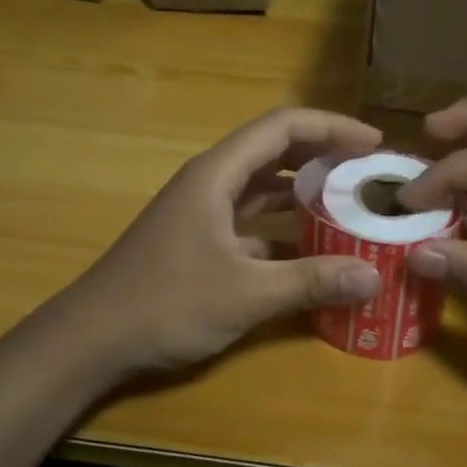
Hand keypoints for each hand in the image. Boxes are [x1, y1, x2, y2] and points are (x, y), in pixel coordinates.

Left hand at [48, 108, 386, 379]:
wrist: (92, 339)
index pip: (281, 126)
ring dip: (304, 190)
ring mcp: (202, 212)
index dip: (331, 127)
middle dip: (323, 154)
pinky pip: (252, 220)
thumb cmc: (165, 303)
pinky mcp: (200, 241)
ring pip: (262, 186)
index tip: (374, 143)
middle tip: (369, 171)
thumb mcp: (246, 293)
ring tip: (351, 203)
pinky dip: (284, 226)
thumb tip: (374, 277)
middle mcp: (210, 183)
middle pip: (274, 150)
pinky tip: (313, 249)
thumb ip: (311, 281)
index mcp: (217, 174)